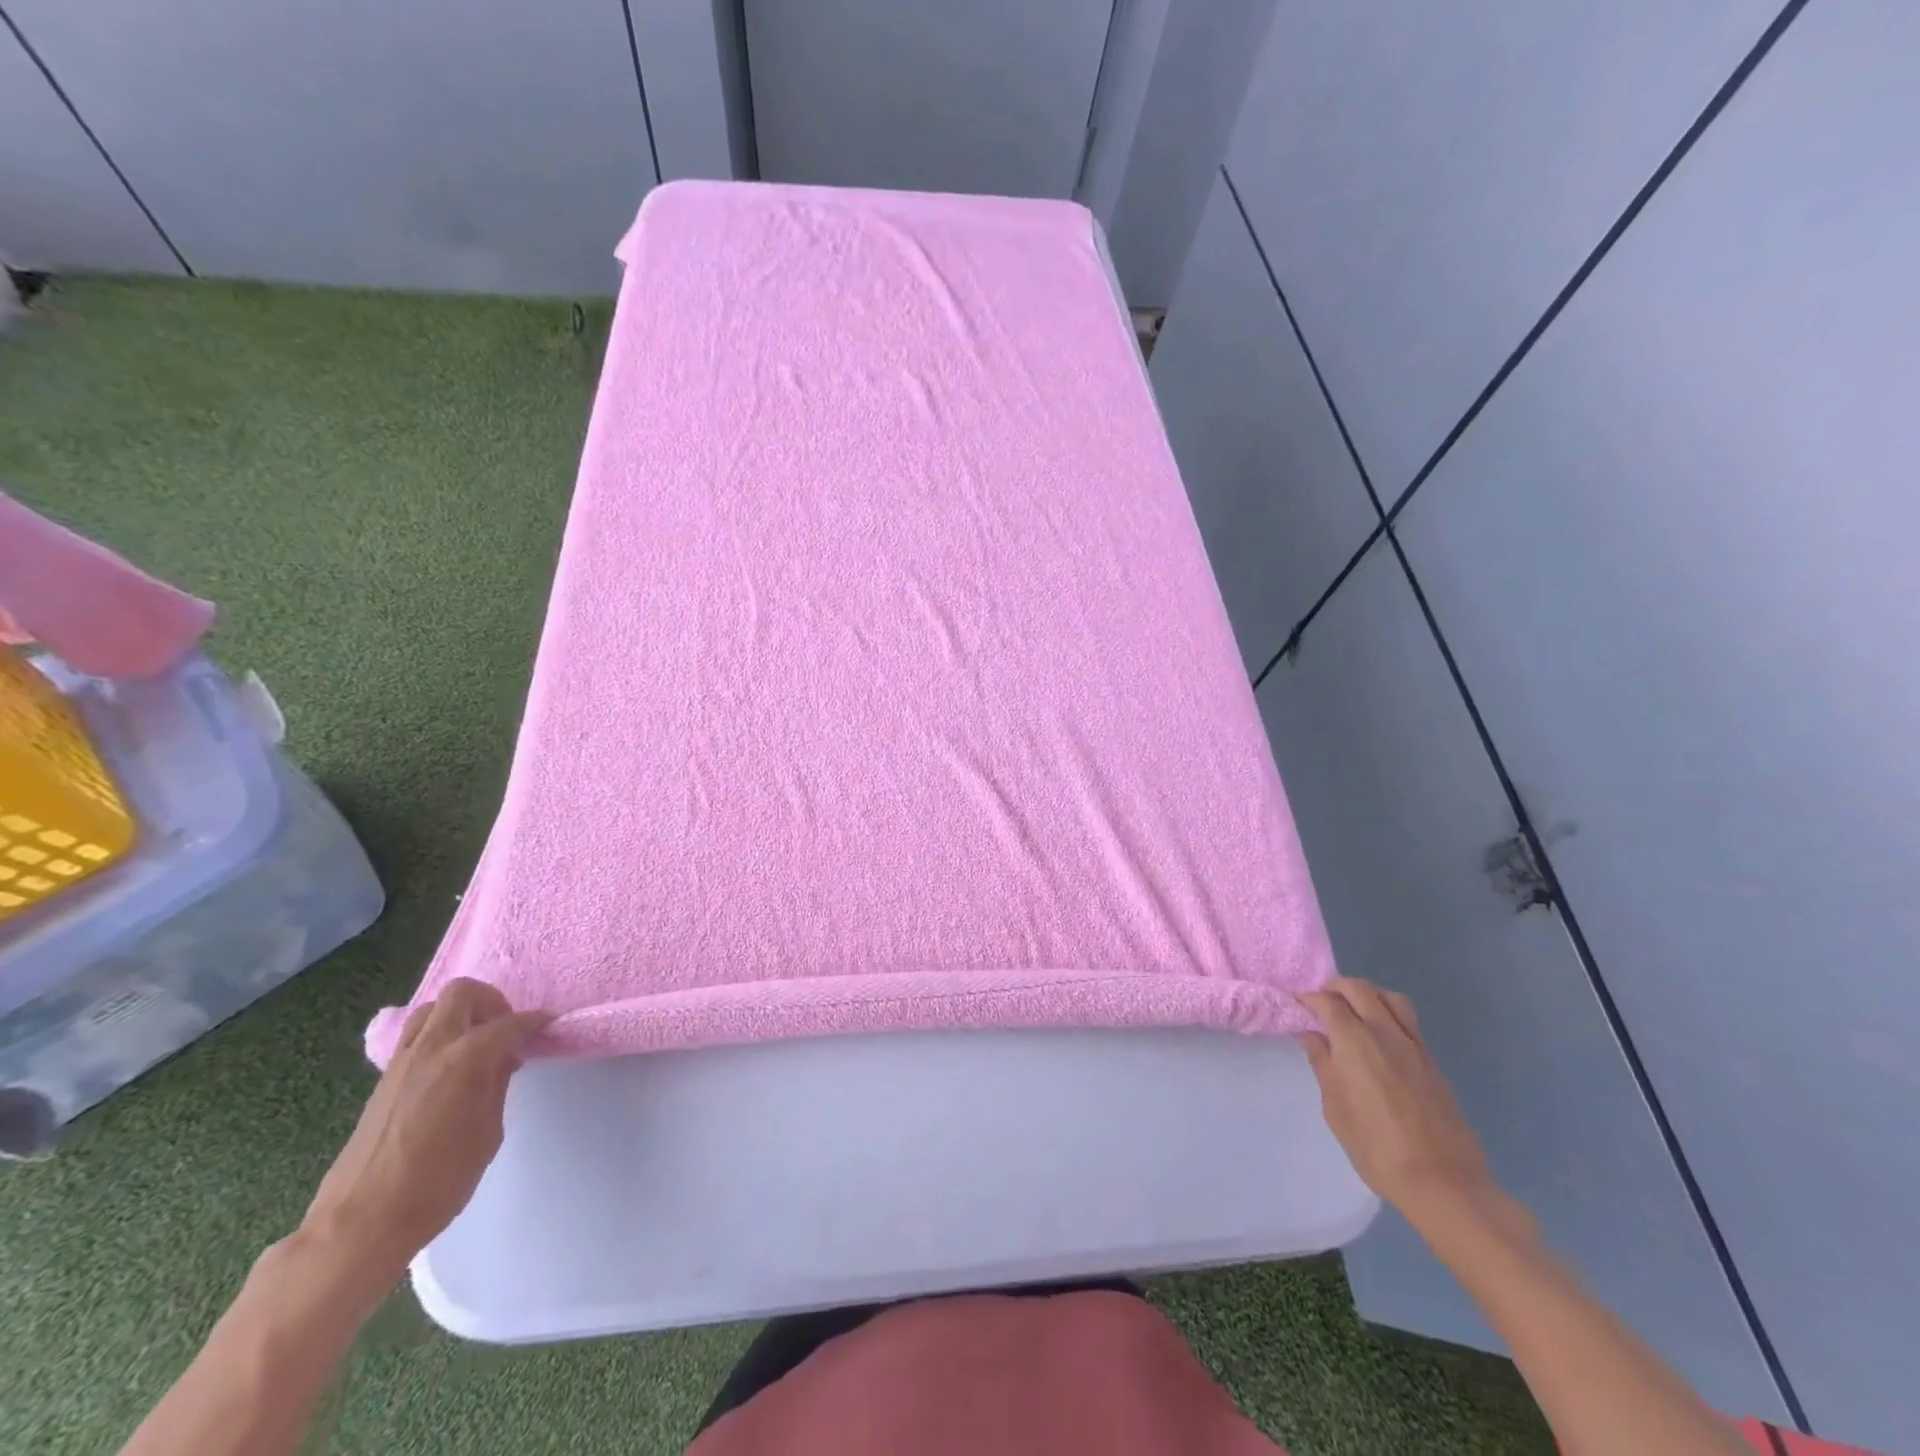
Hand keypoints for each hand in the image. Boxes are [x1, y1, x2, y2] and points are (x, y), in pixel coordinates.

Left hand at [300, 979, 549, 1288]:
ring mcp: (401, 1062)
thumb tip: (502, 1061)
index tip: (547, 1026)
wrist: (361, 1224)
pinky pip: (415, 1035)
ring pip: (433, 1008)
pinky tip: (451, 1068)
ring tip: (477, 1045)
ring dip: (460, 1014)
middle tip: (506, 1030)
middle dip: (492, 1002)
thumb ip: (496, 1087)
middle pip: (463, 992)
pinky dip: (439, 1036)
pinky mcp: (383, 1080)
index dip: (534, 1022)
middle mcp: (431, 1048)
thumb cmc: (438, 1183)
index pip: (509, 1023)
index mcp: (465, 1059)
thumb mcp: (488, 1133)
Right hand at [1300, 978, 1502, 1226]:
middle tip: (1321, 1003)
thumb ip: (1323, 1064)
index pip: (1328, 1001)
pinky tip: (1379, 1038)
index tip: (1297, 1006)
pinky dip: (1388, 1014)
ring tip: (1353, 1012)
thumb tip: (1312, 1034)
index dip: (1309, 998)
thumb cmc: (1377, 1148)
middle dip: (1336, 988)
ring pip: (1390, 997)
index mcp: (1355, 1042)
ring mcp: (1414, 1046)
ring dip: (1367, 995)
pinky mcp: (1432, 1061)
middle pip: (1360, 988)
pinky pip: (1408, 1021)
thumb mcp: (1336, 1109)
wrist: (1444, 1183)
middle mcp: (1385, 1033)